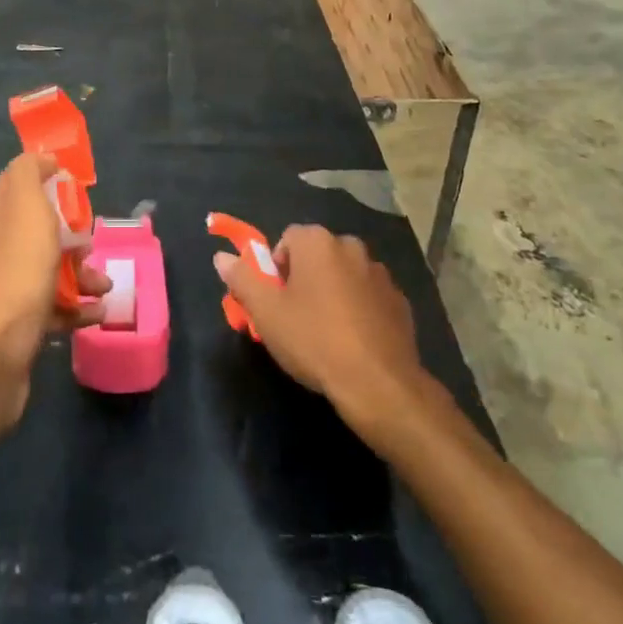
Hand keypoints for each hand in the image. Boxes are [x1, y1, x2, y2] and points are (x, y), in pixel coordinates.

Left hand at [0, 153, 109, 451]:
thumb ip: (29, 173)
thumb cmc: (15, 273)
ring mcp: (8, 289)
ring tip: (105, 286)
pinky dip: (78, 309)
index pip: (24, 185)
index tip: (81, 192)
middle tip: (92, 245)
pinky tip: (96, 315)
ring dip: (83, 274)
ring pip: (52, 269)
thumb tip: (42, 158)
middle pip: (43, 229)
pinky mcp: (20, 327)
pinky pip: (56, 309)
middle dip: (74, 235)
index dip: (53, 183)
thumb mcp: (24, 205)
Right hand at [213, 224, 424, 429]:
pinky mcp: (400, 302)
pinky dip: (359, 311)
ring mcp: (380, 274)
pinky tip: (353, 342)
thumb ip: (242, 278)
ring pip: (344, 276)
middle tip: (295, 317)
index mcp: (318, 242)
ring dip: (333, 293)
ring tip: (326, 334)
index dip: (275, 268)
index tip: (274, 301)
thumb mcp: (266, 312)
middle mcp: (351, 246)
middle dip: (304, 279)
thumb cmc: (314, 340)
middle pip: (316, 256)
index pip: (287, 239)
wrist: (379, 384)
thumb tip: (221, 257)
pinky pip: (369, 298)